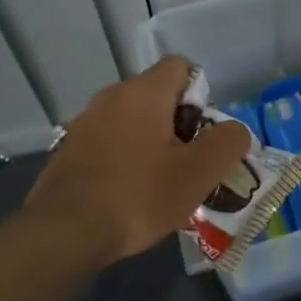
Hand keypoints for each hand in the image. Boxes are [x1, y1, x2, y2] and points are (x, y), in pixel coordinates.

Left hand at [24, 55, 250, 267]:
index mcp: (143, 92)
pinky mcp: (68, 150)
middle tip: (189, 163)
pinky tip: (129, 194)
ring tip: (161, 183)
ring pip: (131, 120)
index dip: (201, 95)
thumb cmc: (138, 196)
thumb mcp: (198, 173)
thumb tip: (235, 130)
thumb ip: (228, 143)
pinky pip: (108, 142)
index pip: (180, 66)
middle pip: (156, 95)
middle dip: (178, 124)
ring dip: (151, 143)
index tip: (204, 133)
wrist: (64, 233)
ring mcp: (85, 123)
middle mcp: (110, 96)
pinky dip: (124, 158)